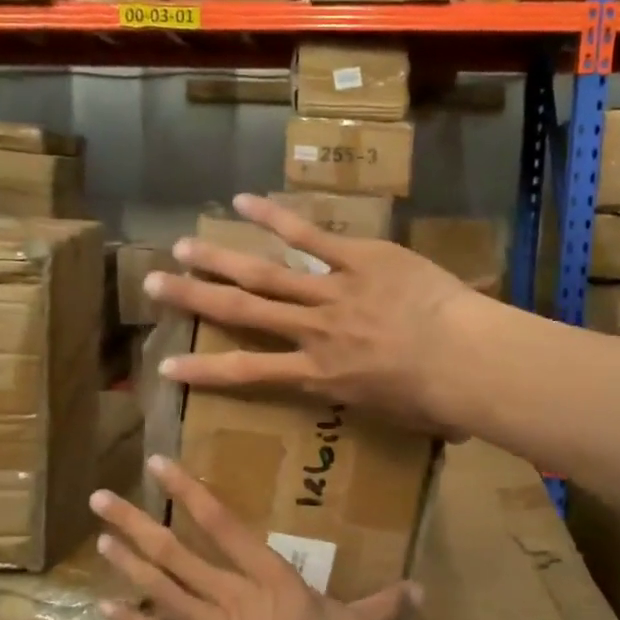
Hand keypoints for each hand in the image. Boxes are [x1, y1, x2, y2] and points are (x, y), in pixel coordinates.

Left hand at [88, 456, 417, 619]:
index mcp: (267, 578)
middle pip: (174, 552)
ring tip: (100, 538)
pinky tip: (105, 608)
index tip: (157, 465)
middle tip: (98, 498)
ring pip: (160, 587)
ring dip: (128, 563)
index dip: (188, 491)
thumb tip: (420, 589)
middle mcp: (228, 593)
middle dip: (135, 523)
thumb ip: (384, 605)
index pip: (222, 524)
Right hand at [145, 193, 488, 434]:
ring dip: (220, 259)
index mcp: (320, 375)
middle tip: (154, 284)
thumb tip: (414, 418)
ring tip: (183, 245)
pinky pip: (311, 236)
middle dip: (195, 298)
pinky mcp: (359, 258)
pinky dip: (276, 217)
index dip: (204, 371)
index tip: (168, 366)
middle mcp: (313, 332)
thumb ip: (389, 407)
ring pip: (265, 274)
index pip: (248, 374)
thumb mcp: (402, 417)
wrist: (465, 360)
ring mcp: (333, 291)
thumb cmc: (438, 400)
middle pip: (242, 312)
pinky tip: (243, 201)